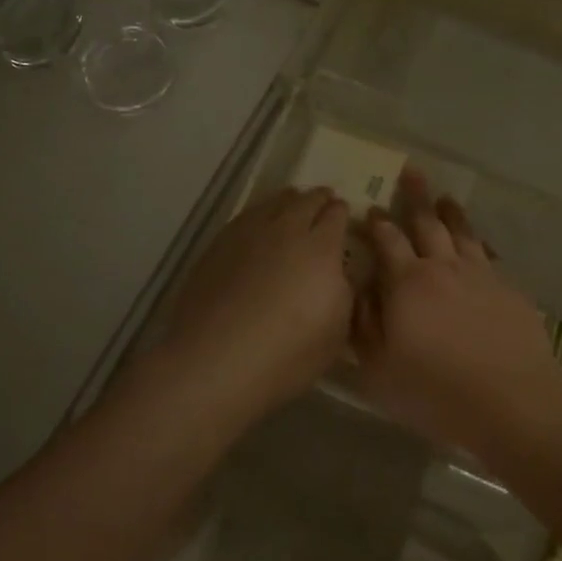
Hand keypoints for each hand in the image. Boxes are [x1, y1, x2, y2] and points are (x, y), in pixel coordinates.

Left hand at [158, 187, 353, 421]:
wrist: (216, 360)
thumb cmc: (287, 354)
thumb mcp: (337, 331)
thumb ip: (344, 292)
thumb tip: (339, 273)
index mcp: (321, 248)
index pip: (337, 215)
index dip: (343, 214)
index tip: (345, 218)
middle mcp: (287, 229)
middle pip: (307, 200)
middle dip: (319, 199)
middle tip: (324, 205)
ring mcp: (249, 232)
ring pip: (275, 201)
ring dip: (290, 202)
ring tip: (293, 208)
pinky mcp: (220, 242)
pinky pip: (248, 215)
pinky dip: (261, 214)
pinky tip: (259, 227)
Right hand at [349, 172, 561, 453]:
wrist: (510, 400)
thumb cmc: (434, 389)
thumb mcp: (379, 368)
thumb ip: (364, 325)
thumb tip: (360, 291)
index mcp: (407, 282)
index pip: (387, 240)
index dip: (377, 224)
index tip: (370, 209)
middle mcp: (443, 267)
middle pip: (427, 222)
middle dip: (416, 196)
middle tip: (411, 172)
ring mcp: (480, 275)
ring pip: (462, 232)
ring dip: (451, 212)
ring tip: (445, 197)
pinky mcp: (508, 289)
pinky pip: (487, 255)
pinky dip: (478, 243)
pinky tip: (478, 244)